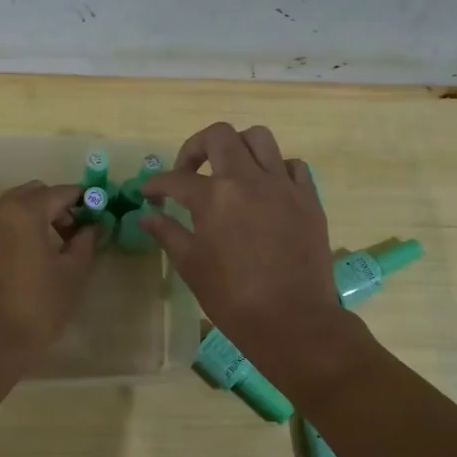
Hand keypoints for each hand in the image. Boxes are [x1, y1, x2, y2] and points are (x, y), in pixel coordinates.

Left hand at [0, 182, 97, 360]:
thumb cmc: (36, 307)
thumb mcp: (72, 275)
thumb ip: (85, 243)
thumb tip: (92, 227)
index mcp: (24, 211)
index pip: (59, 192)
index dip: (81, 200)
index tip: (95, 214)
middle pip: (29, 195)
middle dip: (52, 207)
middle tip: (69, 234)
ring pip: (5, 212)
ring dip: (26, 221)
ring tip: (41, 251)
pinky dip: (4, 239)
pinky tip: (13, 267)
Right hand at [140, 124, 358, 385]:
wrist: (293, 321)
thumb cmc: (233, 298)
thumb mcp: (191, 266)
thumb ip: (168, 233)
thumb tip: (147, 215)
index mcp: (214, 197)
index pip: (176, 178)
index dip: (156, 184)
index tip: (149, 193)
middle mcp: (248, 179)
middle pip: (219, 136)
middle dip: (196, 148)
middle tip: (189, 173)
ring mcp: (283, 185)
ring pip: (259, 138)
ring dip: (238, 148)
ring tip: (230, 172)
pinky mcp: (309, 198)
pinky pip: (292, 166)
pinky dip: (276, 169)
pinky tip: (266, 190)